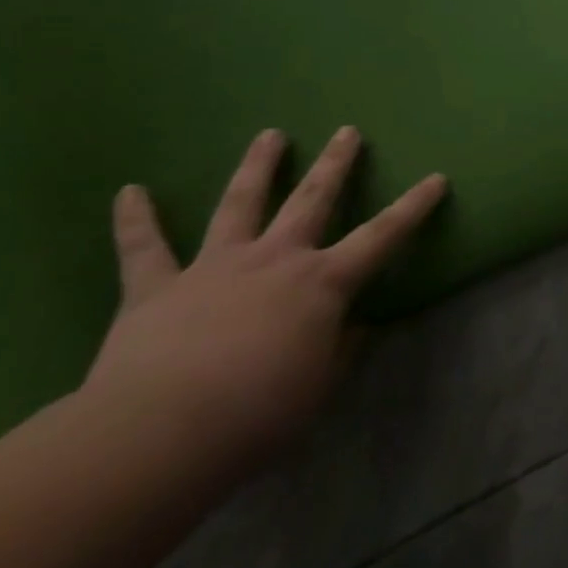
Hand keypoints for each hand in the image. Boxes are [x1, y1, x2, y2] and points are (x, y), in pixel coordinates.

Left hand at [86, 127, 445, 475]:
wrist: (159, 436)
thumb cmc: (258, 413)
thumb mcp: (320, 386)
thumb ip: (339, 349)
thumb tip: (353, 327)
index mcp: (322, 282)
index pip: (382, 235)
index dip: (414, 207)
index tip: (437, 178)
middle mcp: (275, 259)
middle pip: (311, 199)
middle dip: (334, 164)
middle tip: (347, 132)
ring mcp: (214, 267)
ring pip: (239, 204)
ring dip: (257, 166)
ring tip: (270, 135)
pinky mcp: (156, 288)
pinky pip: (144, 248)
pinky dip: (136, 220)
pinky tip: (131, 192)